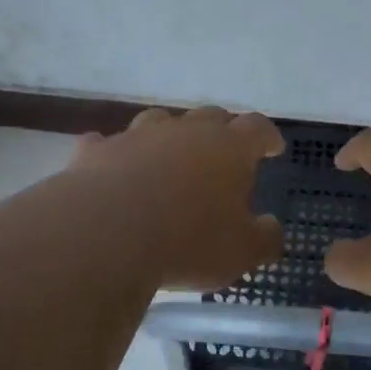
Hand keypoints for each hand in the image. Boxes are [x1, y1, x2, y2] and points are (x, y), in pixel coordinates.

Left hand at [70, 106, 285, 290]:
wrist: (106, 234)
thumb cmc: (188, 242)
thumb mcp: (241, 252)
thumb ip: (264, 238)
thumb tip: (271, 226)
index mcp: (229, 148)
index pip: (257, 128)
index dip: (267, 136)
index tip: (272, 147)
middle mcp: (186, 131)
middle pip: (210, 117)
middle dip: (222, 130)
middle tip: (225, 151)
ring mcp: (138, 136)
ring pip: (160, 121)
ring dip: (170, 135)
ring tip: (170, 156)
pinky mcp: (98, 151)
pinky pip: (108, 144)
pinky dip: (115, 153)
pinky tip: (113, 166)